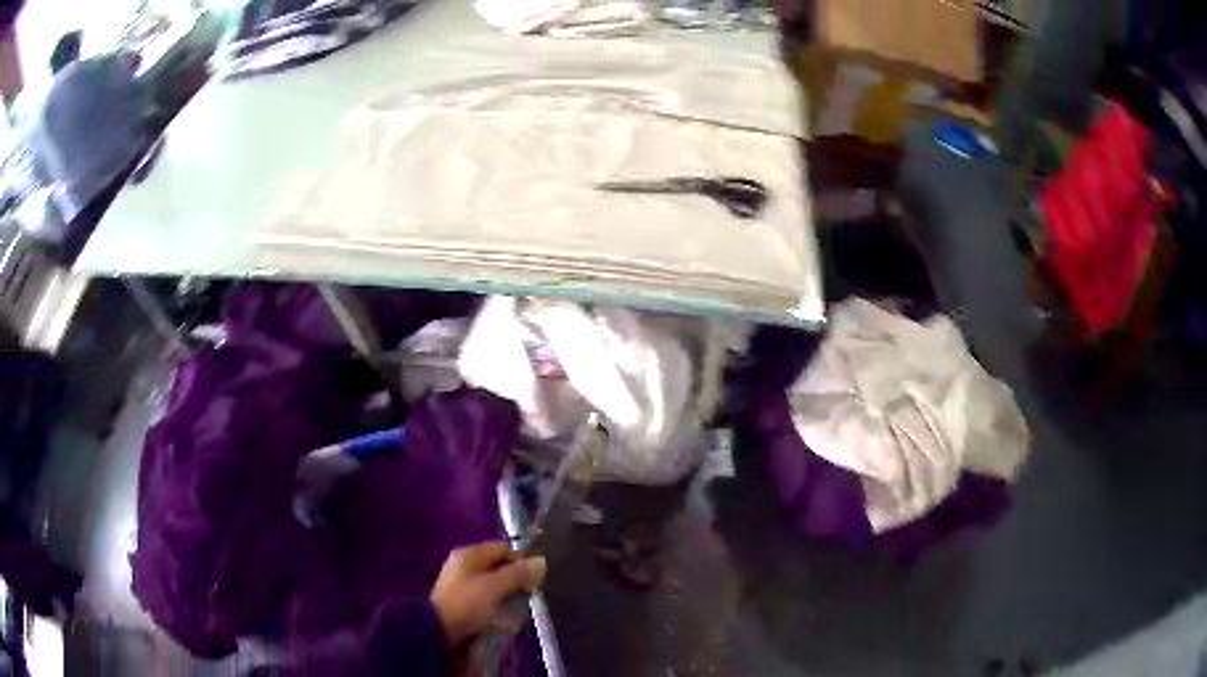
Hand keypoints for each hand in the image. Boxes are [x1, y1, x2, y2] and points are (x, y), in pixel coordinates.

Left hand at [430, 542, 546, 645]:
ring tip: (513, 612)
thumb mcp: (494, 587)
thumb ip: (518, 574)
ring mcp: (462, 584)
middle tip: (525, 597)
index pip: (503, 548)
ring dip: (507, 598)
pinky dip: (496, 607)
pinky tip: (501, 619)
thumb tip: (541, 561)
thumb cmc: (466, 603)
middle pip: (499, 568)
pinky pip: (487, 600)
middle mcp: (465, 565)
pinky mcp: (462, 602)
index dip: (521, 560)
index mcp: (469, 554)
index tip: (535, 577)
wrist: (437, 630)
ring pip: (495, 586)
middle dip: (515, 583)